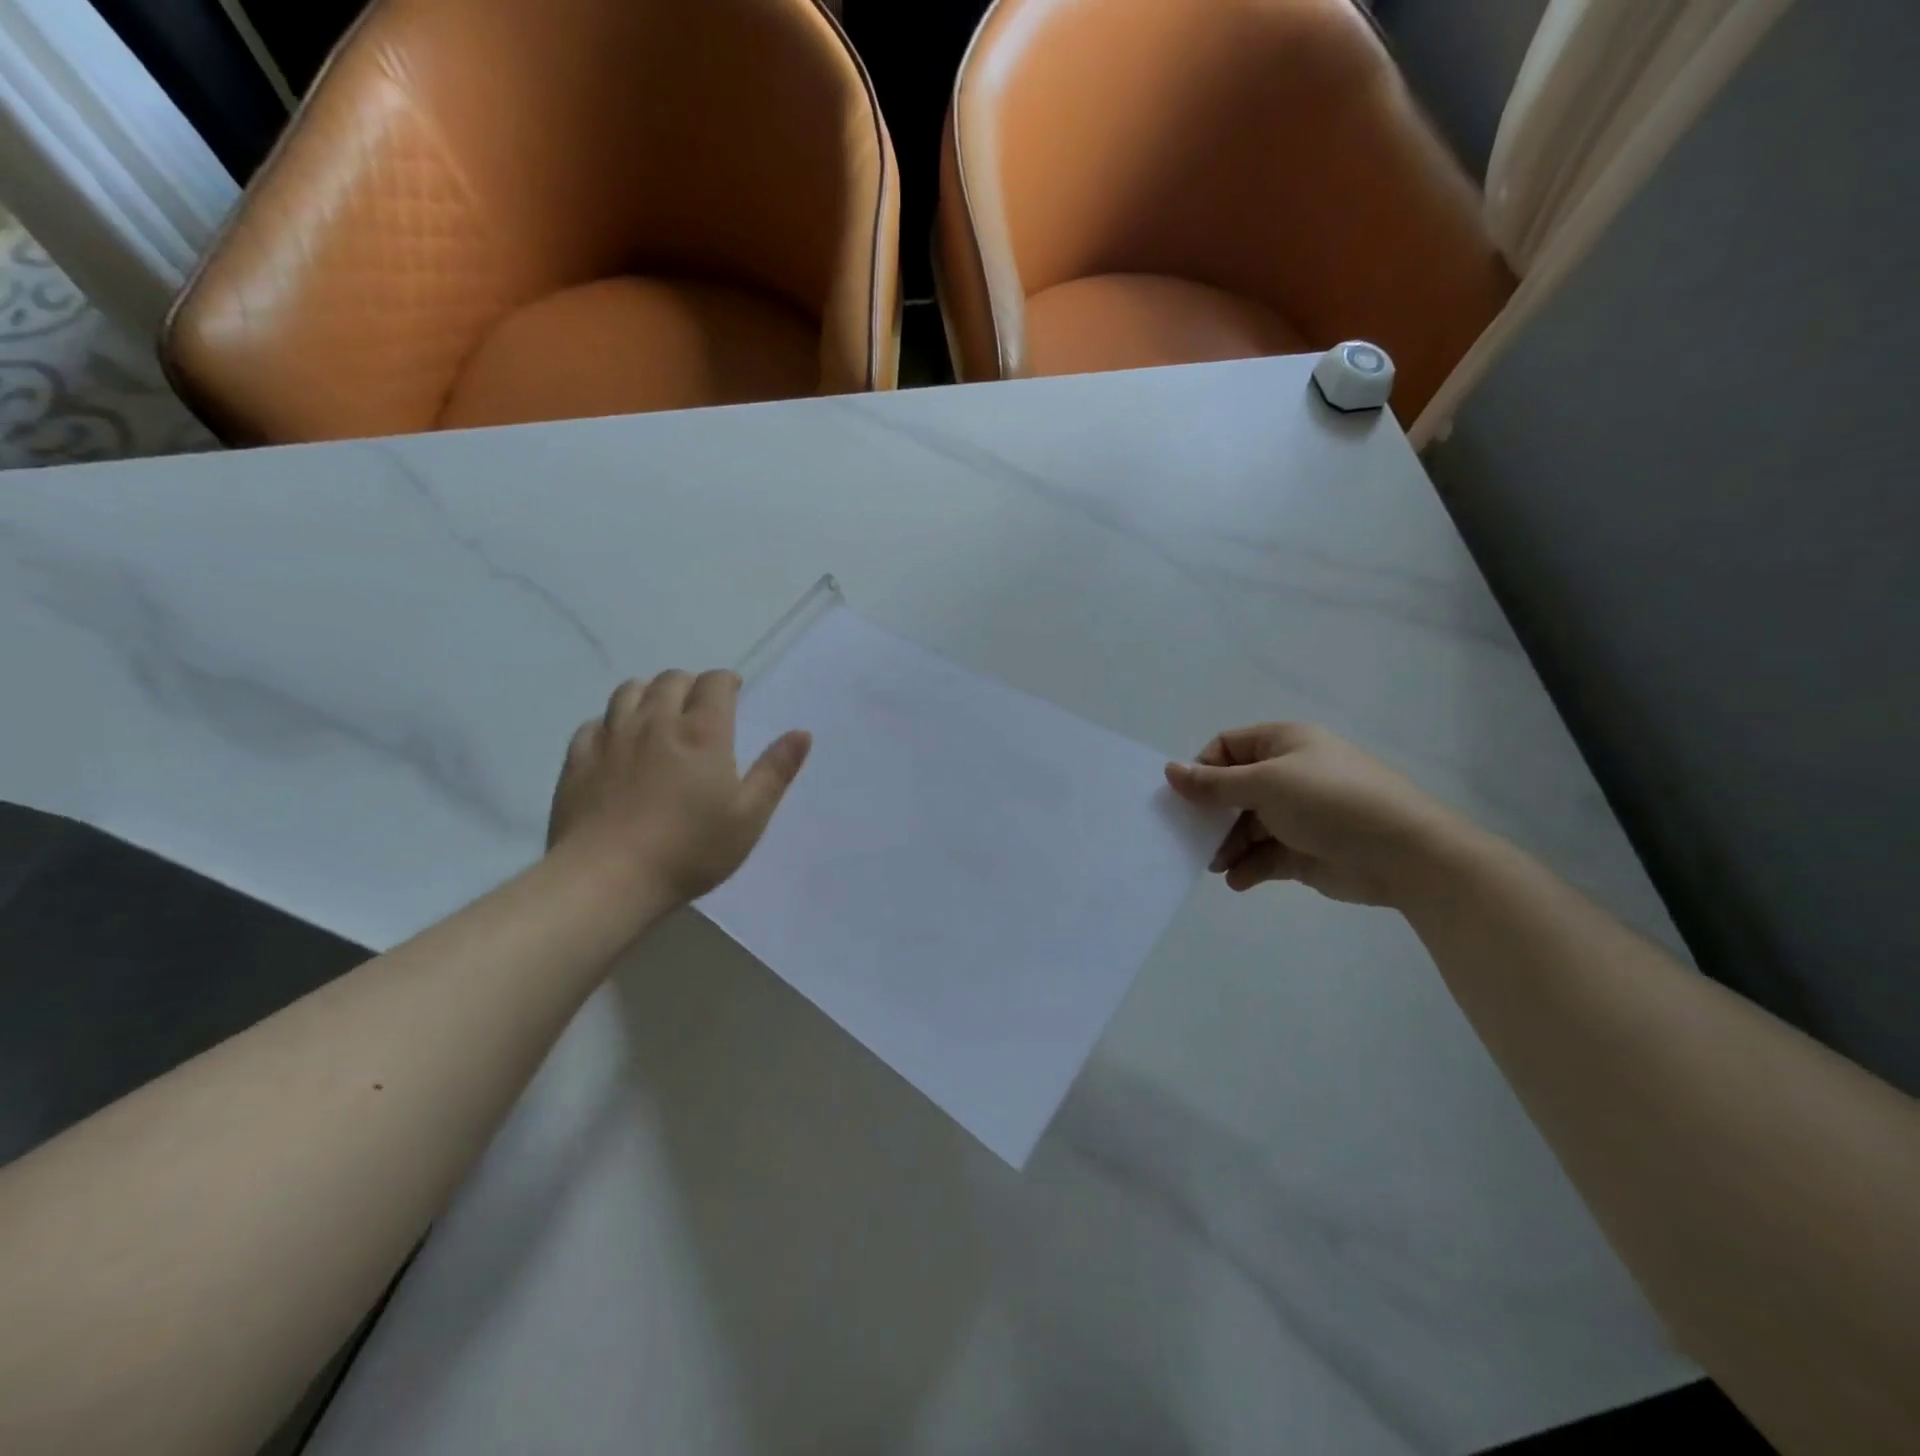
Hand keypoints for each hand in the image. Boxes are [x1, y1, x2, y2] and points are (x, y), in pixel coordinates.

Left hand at [547, 671, 810, 904]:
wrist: (608, 878)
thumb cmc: (690, 850)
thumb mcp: (749, 816)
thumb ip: (775, 771)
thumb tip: (802, 733)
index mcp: (702, 733)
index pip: (714, 683)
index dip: (727, 681)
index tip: (734, 691)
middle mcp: (655, 722)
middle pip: (671, 680)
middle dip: (690, 684)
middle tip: (700, 705)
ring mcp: (612, 738)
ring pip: (629, 691)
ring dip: (649, 693)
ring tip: (659, 712)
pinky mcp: (579, 759)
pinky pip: (595, 723)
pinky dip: (611, 722)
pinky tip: (618, 741)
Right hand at [1163, 723, 1469, 906]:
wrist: (1404, 854)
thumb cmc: (1329, 802)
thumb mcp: (1265, 784)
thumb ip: (1213, 784)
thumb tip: (1169, 771)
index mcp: (1284, 743)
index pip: (1228, 747)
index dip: (1203, 768)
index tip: (1186, 798)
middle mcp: (1289, 775)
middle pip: (1234, 789)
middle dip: (1211, 813)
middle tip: (1191, 836)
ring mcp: (1298, 815)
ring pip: (1246, 826)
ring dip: (1226, 844)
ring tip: (1215, 864)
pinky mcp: (1305, 851)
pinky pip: (1265, 856)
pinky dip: (1248, 867)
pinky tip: (1237, 880)